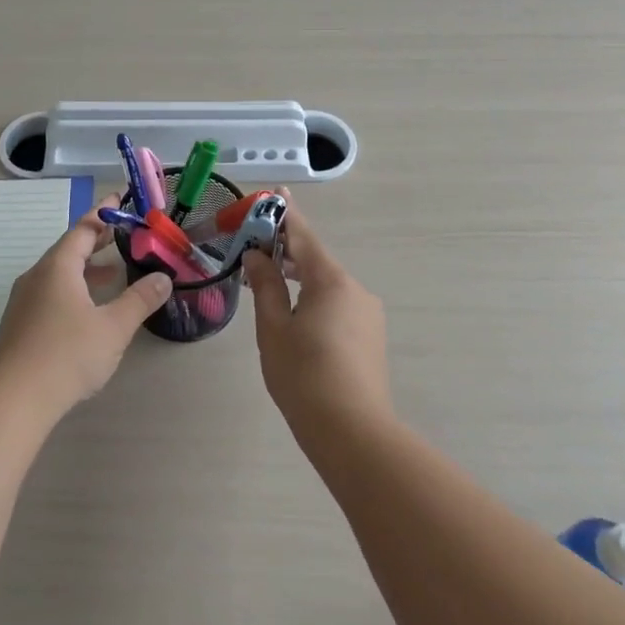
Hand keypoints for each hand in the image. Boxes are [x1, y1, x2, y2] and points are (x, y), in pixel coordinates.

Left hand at [0, 194, 173, 410]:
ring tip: (115, 274)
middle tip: (125, 235)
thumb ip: (139, 300)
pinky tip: (90, 310)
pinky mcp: (21, 325)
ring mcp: (24, 301)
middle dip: (97, 242)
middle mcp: (37, 277)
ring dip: (87, 270)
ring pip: (60, 275)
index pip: (82, 229)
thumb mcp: (113, 327)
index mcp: (57, 267)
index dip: (103, 213)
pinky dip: (75, 290)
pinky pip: (51, 294)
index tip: (119, 199)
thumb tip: (163, 278)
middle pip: (69, 249)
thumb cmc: (67, 354)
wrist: (14, 398)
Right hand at [242, 196, 391, 442]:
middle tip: (254, 247)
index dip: (285, 214)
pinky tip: (293, 317)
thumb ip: (265, 286)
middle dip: (285, 251)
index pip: (303, 236)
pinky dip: (312, 299)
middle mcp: (355, 289)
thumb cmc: (303, 375)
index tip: (275, 192)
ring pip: (326, 285)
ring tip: (266, 284)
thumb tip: (257, 256)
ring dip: (298, 279)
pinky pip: (336, 305)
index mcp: (331, 281)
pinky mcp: (370, 337)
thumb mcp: (273, 328)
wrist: (352, 432)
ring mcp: (367, 314)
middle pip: (315, 260)